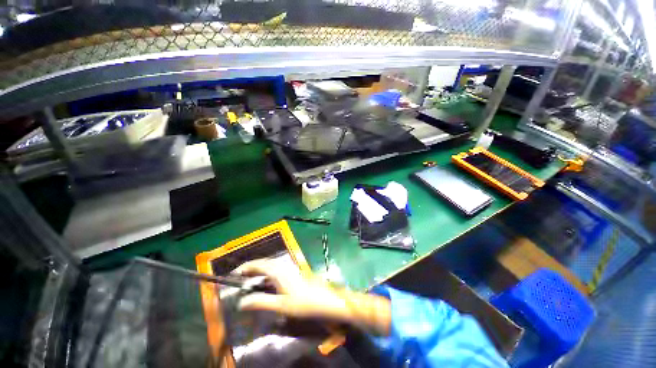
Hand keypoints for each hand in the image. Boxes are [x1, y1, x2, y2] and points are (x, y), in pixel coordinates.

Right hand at [234, 259, 390, 335]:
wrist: (327, 300)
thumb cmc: (304, 302)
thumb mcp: (281, 305)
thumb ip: (261, 302)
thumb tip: (241, 302)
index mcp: (279, 271)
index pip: (258, 264)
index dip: (245, 267)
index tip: (233, 274)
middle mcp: (284, 266)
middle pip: (264, 264)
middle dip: (251, 270)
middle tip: (239, 280)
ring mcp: (290, 269)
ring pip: (271, 268)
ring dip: (259, 274)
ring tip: (250, 285)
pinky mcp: (294, 274)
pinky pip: (277, 273)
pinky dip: (267, 278)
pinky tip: (267, 287)